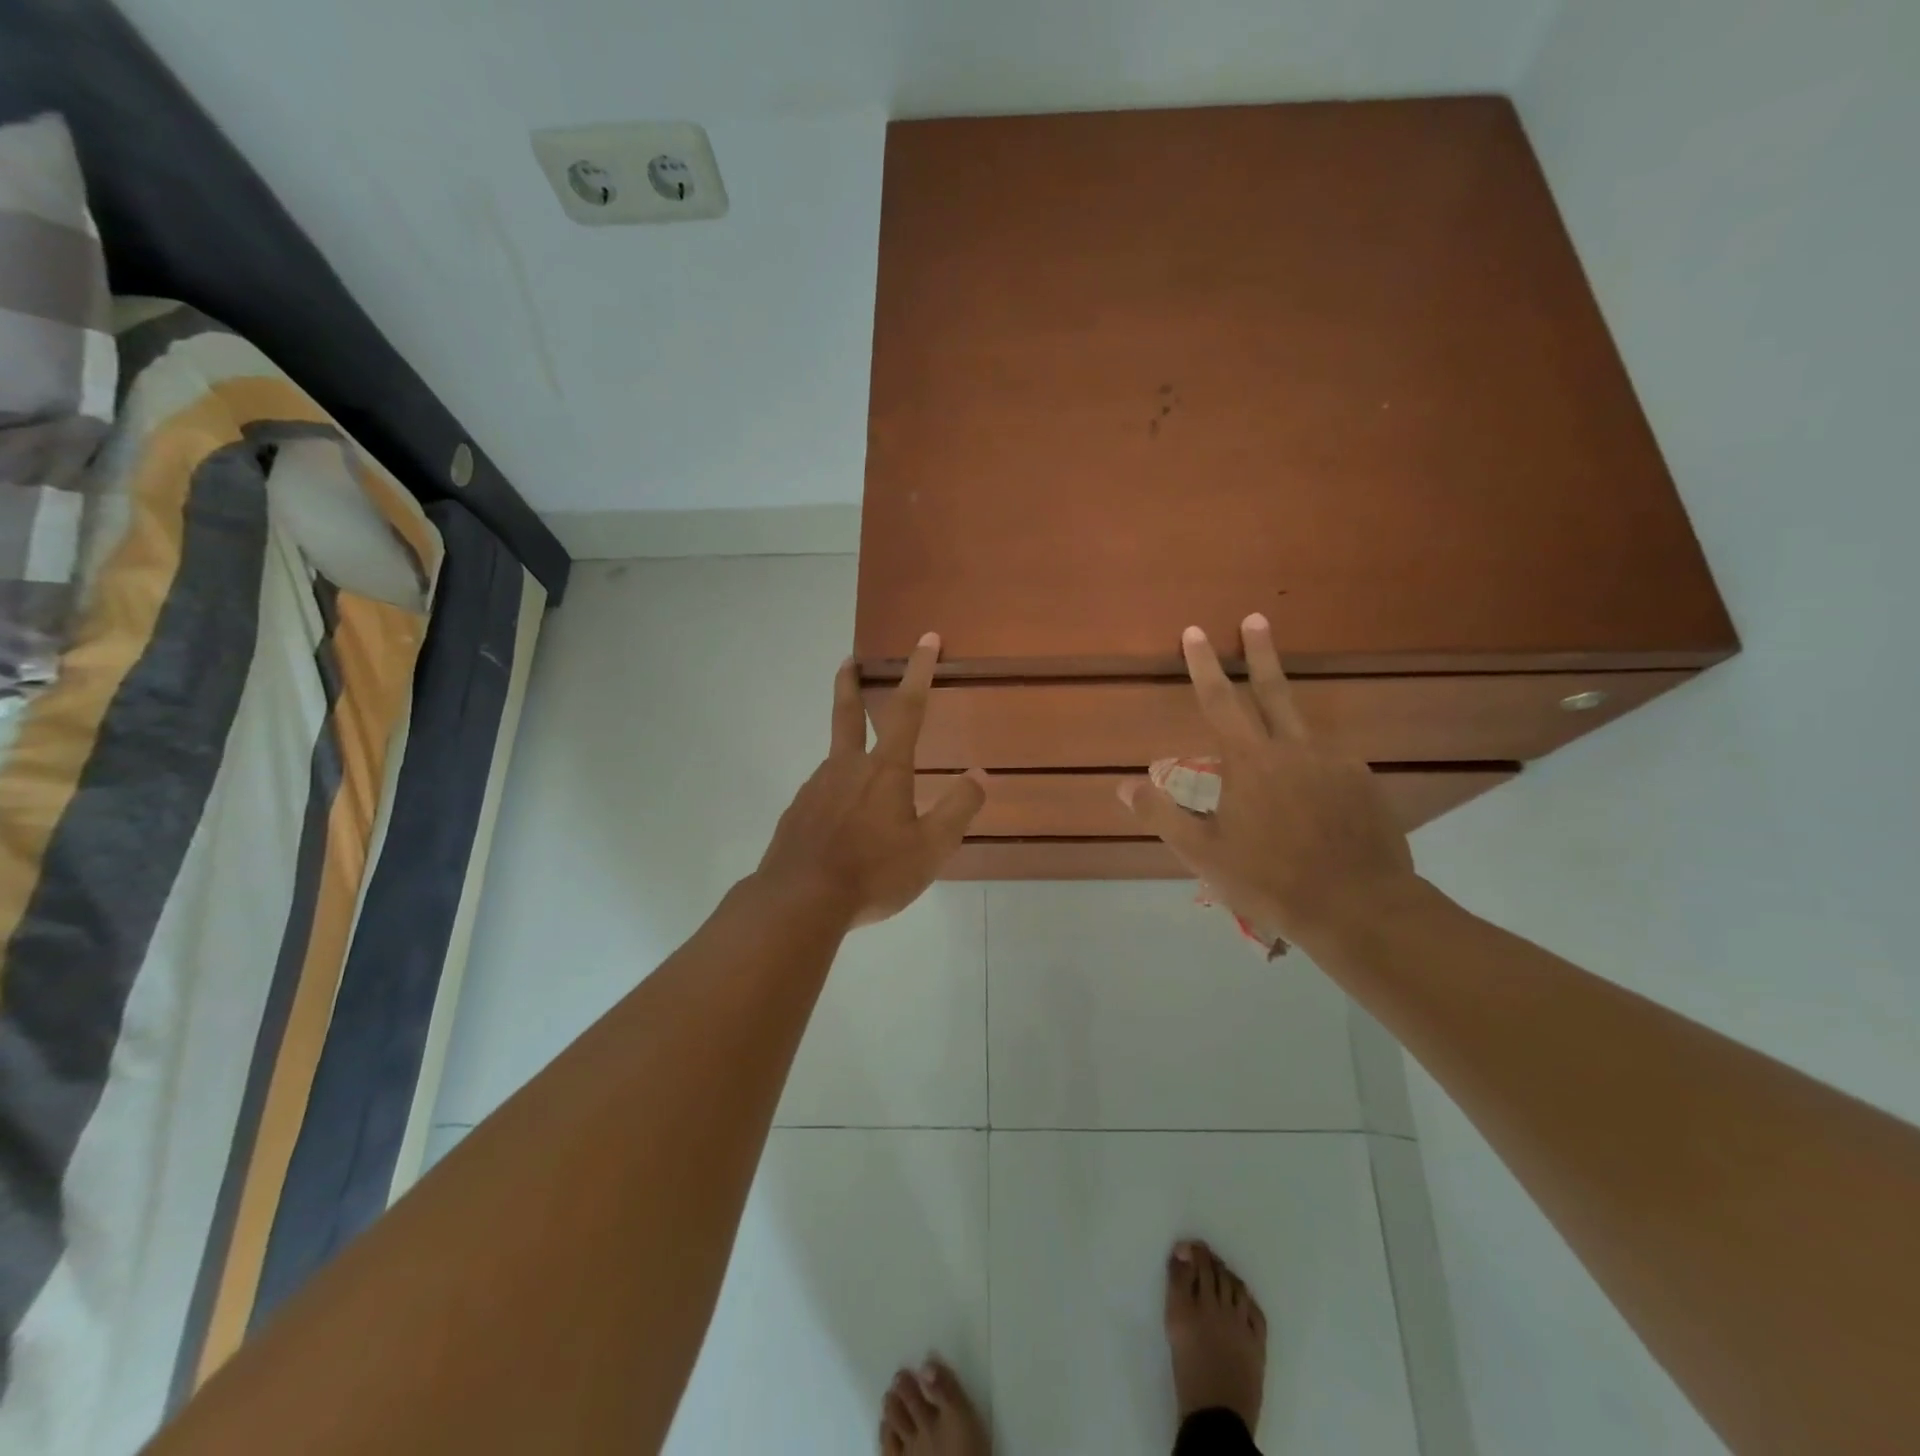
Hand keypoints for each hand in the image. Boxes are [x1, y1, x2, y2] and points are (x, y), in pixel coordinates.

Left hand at [756, 633, 986, 927]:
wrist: (798, 901)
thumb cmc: (872, 872)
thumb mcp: (930, 848)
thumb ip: (958, 809)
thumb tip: (980, 775)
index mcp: (885, 769)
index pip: (908, 708)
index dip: (919, 671)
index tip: (926, 639)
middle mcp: (846, 767)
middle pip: (849, 714)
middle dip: (851, 684)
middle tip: (848, 661)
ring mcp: (815, 788)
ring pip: (836, 760)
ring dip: (849, 752)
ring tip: (865, 782)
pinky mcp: (797, 813)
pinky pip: (823, 794)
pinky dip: (836, 794)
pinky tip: (840, 824)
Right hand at [1119, 615, 1417, 950]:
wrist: (1360, 909)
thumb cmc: (1270, 879)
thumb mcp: (1203, 854)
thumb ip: (1162, 814)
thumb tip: (1124, 784)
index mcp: (1250, 761)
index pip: (1220, 700)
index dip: (1203, 665)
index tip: (1196, 632)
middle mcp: (1294, 749)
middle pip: (1274, 690)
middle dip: (1260, 652)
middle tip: (1256, 619)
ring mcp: (1335, 763)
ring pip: (1303, 726)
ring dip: (1285, 709)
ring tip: (1275, 728)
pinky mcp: (1363, 783)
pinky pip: (1328, 761)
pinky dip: (1311, 764)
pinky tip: (1310, 793)